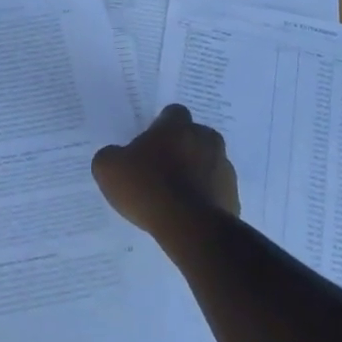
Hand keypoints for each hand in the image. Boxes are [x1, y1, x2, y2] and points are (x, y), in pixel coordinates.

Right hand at [92, 104, 239, 233]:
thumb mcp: (108, 169)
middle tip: (161, 168)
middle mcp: (205, 140)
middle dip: (182, 147)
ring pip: (209, 163)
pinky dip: (205, 197)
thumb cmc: (147, 188)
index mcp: (176, 127)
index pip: (173, 113)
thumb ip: (111, 156)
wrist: (189, 227)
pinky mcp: (233, 195)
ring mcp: (224, 168)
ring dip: (196, 172)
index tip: (149, 143)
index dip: (161, 127)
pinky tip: (187, 213)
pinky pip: (216, 190)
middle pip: (195, 136)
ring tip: (175, 195)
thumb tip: (116, 156)